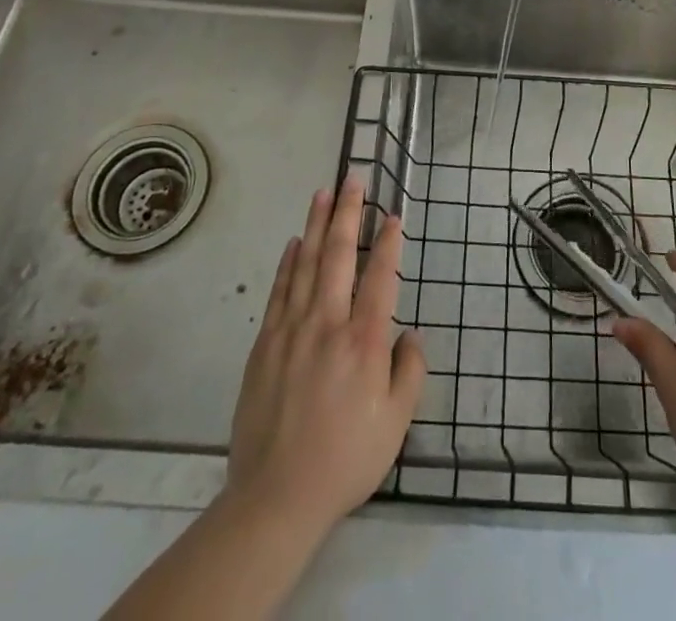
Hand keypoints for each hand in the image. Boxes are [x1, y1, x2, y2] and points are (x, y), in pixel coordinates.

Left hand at [225, 176, 425, 538]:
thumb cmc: (345, 459)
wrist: (276, 496)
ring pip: (305, 263)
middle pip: (338, 255)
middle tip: (353, 179)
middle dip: (348, 212)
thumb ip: (410, 372)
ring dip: (316, 224)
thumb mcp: (396, 424)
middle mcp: (328, 323)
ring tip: (323, 192)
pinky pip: (279, 290)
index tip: (393, 215)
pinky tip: (293, 243)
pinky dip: (287, 262)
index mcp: (364, 341)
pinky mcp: (265, 343)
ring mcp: (292, 329)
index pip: (380, 276)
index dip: (388, 242)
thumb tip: (408, 335)